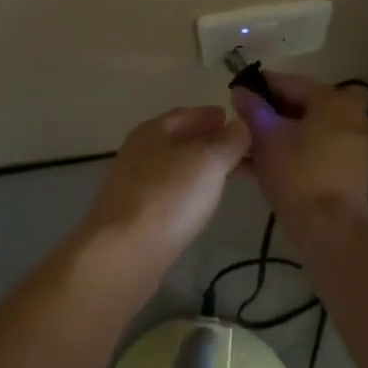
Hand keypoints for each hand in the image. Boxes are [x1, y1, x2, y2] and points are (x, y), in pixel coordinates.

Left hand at [79, 106, 250, 265]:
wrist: (123, 254)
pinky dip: (190, 190)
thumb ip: (229, 140)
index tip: (242, 123)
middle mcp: (140, 152)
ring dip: (202, 168)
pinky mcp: (135, 215)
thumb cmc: (168, 198)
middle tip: (245, 153)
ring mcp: (134, 184)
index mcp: (154, 130)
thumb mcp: (208, 162)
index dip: (214, 116)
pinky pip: (170, 192)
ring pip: (177, 167)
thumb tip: (242, 123)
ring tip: (230, 177)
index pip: (188, 114)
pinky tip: (202, 202)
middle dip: (212, 143)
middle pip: (181, 140)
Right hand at [229, 72, 367, 231]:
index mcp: (334, 99)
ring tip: (249, 147)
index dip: (259, 87)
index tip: (236, 93)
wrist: (330, 229)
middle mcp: (353, 114)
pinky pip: (320, 147)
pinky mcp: (355, 167)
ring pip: (310, 128)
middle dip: (271, 114)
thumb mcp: (266, 137)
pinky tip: (267, 163)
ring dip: (282, 134)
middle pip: (302, 105)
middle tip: (243, 124)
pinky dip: (297, 150)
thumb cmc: (297, 174)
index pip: (289, 82)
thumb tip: (240, 91)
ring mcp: (357, 142)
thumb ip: (253, 109)